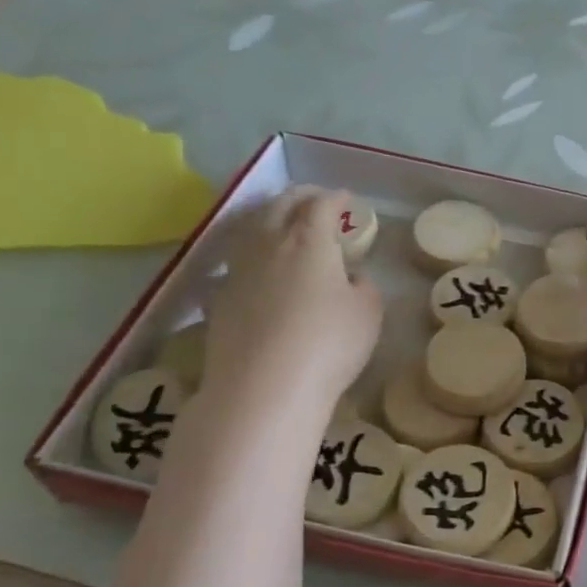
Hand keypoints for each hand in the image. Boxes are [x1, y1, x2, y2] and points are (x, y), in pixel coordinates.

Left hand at [203, 188, 382, 423]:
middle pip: (279, 207)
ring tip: (281, 224)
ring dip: (268, 220)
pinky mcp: (218, 300)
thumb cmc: (328, 344)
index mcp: (309, 241)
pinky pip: (236, 264)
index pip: (320, 205)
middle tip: (314, 199)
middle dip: (299, 197)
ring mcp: (237, 271)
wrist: (263, 388)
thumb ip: (363, 287)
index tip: (345, 198)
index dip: (335, 198)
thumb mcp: (368, 313)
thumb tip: (351, 277)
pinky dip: (251, 256)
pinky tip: (257, 269)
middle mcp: (268, 245)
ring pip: (250, 230)